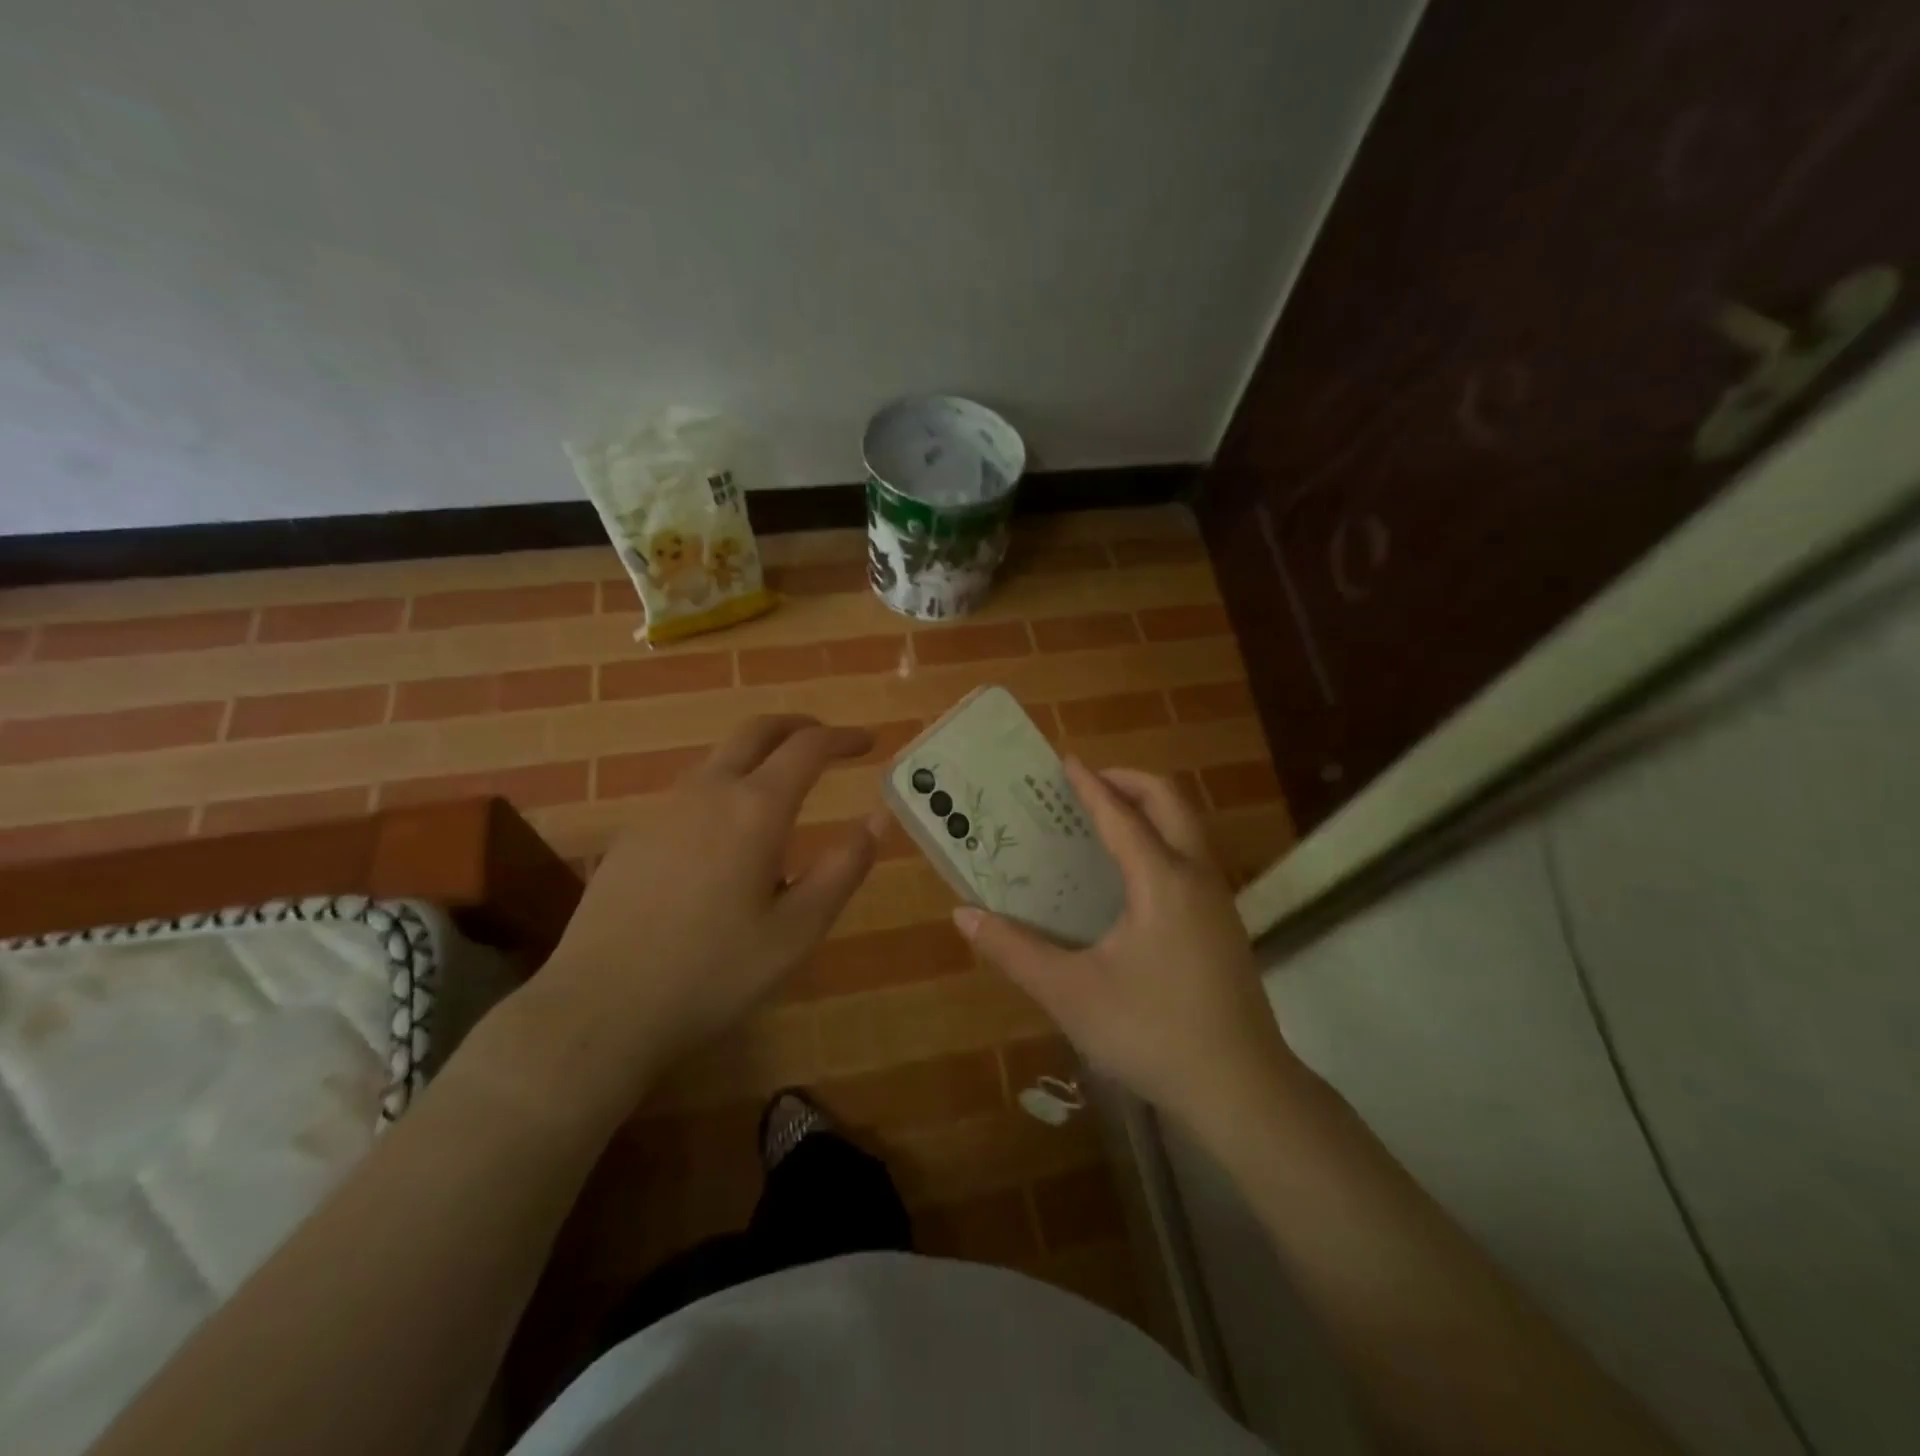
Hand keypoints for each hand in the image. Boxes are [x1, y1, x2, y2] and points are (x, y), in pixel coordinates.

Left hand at [515, 715, 878, 1113]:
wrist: (600, 1007)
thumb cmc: (714, 972)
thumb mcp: (798, 930)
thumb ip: (843, 868)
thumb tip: (877, 818)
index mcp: (755, 809)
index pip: (808, 748)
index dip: (843, 738)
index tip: (868, 742)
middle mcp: (708, 792)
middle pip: (756, 731)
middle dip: (797, 726)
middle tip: (826, 738)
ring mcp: (662, 809)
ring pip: (718, 759)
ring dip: (757, 756)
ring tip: (781, 786)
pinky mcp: (633, 834)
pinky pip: (689, 791)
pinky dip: (723, 787)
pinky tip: (724, 834)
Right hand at [953, 758, 1305, 1138]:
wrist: (1240, 1089)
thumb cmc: (1151, 1032)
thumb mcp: (1070, 993)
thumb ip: (1014, 950)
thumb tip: (963, 914)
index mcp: (1162, 880)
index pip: (1121, 814)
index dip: (1090, 785)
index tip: (1065, 760)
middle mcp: (1196, 876)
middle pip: (1169, 802)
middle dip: (1128, 782)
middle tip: (1086, 785)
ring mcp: (1218, 900)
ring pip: (1187, 828)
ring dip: (1148, 809)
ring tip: (1104, 819)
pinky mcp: (1224, 925)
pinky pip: (1190, 856)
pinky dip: (1160, 838)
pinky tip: (1130, 874)